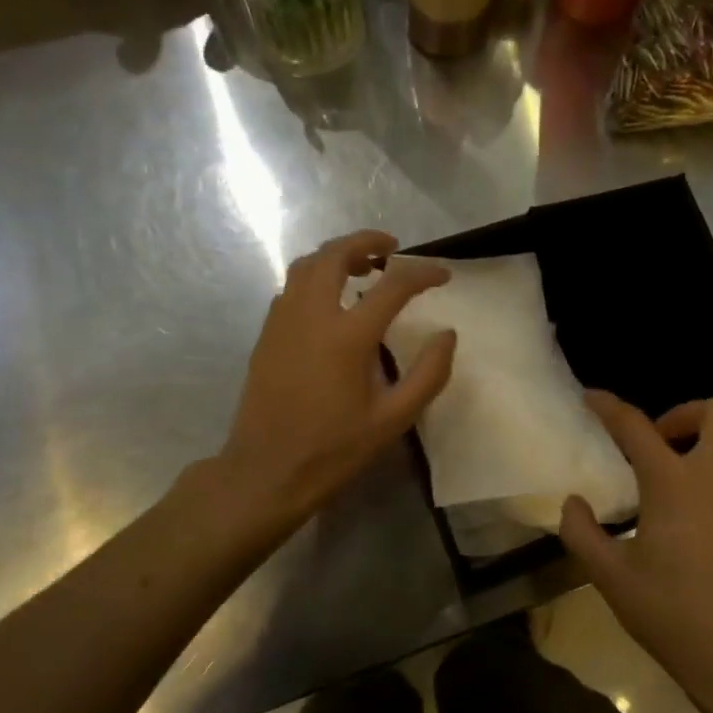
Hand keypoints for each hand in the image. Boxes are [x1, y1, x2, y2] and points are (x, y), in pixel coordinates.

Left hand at [213, 230, 455, 531]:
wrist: (265, 472)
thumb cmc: (334, 449)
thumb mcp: (394, 419)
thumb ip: (428, 374)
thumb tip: (447, 335)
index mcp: (347, 336)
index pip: (393, 285)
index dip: (423, 273)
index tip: (443, 275)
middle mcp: (311, 315)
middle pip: (335, 254)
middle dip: (366, 241)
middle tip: (392, 248)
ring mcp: (282, 321)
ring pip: (306, 265)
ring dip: (336, 255)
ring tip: (363, 266)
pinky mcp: (267, 334)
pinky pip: (291, 288)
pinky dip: (315, 277)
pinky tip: (331, 300)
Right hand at [559, 393, 712, 711]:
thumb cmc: (673, 616)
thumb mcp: (612, 579)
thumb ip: (582, 533)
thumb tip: (574, 503)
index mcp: (674, 485)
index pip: (636, 426)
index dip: (609, 406)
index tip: (591, 397)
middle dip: (687, 412)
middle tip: (661, 442)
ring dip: (699, 471)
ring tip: (674, 518)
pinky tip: (705, 551)